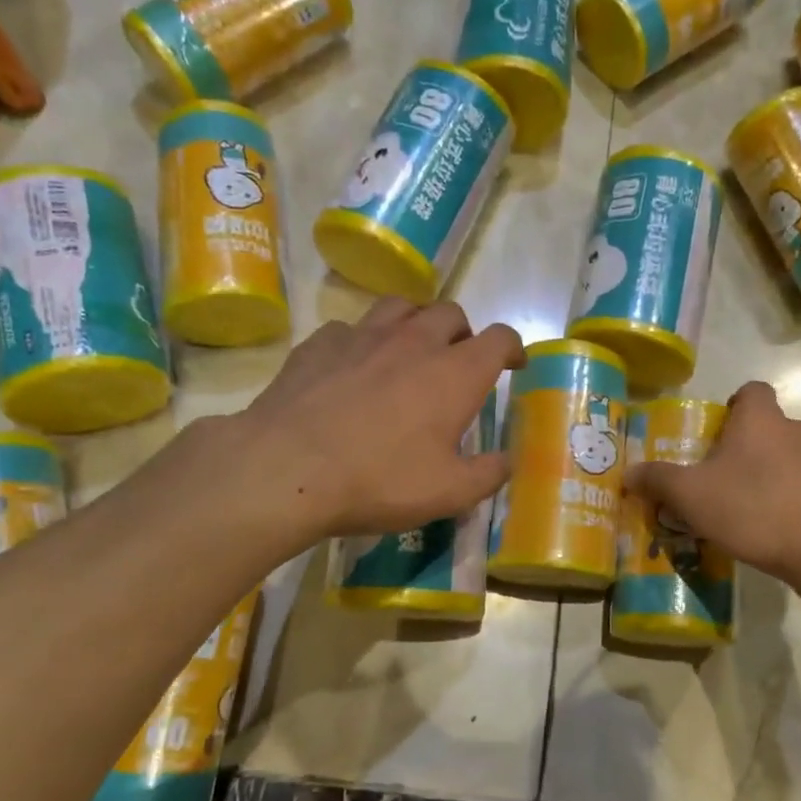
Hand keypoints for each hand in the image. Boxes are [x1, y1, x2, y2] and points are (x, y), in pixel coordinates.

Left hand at [229, 298, 522, 543]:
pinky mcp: (321, 343)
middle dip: (463, 334)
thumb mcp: (449, 493)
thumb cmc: (380, 480)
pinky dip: (363, 341)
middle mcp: (415, 341)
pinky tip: (353, 366)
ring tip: (409, 351)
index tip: (513, 363)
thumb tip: (508, 460)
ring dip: (415, 324)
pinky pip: (351, 328)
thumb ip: (488, 474)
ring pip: (401, 307)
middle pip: (451, 313)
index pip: (500, 338)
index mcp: (455, 373)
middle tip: (457, 364)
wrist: (287, 468)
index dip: (512, 347)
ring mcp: (364, 335)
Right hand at [625, 381, 800, 585]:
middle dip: (750, 448)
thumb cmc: (754, 508)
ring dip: (776, 475)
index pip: (751, 392)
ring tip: (754, 511)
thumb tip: (629, 472)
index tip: (718, 434)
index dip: (734, 407)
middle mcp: (799, 429)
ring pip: (795, 458)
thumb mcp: (692, 496)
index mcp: (761, 420)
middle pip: (771, 428)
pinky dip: (799, 501)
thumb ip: (658, 480)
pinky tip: (782, 531)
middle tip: (726, 479)